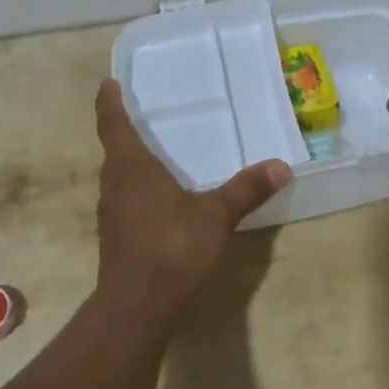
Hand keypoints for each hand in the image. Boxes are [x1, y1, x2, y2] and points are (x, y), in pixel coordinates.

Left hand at [93, 79, 290, 320]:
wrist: (137, 304)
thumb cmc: (172, 247)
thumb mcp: (216, 216)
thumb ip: (246, 190)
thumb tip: (281, 166)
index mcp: (132, 168)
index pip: (114, 125)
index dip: (109, 103)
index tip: (107, 84)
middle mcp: (115, 185)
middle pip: (114, 152)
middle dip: (123, 134)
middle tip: (140, 118)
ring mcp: (111, 214)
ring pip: (117, 178)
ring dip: (129, 164)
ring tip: (151, 157)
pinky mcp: (115, 238)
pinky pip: (124, 201)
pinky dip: (136, 191)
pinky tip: (158, 202)